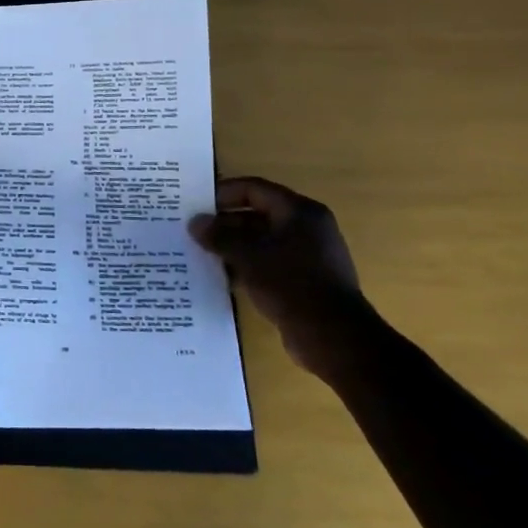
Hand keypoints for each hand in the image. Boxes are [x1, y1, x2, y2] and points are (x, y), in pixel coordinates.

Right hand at [189, 177, 375, 378]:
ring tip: (201, 254)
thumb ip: (219, 236)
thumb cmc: (291, 284)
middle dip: (224, 223)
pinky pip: (269, 264)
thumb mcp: (248, 256)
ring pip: (261, 242)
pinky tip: (222, 277)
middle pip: (258, 215)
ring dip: (233, 247)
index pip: (255, 189)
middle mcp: (307, 228)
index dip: (223, 193)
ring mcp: (308, 256)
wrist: (333, 337)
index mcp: (300, 212)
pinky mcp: (304, 281)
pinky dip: (246, 266)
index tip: (195, 204)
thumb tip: (194, 222)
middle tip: (194, 232)